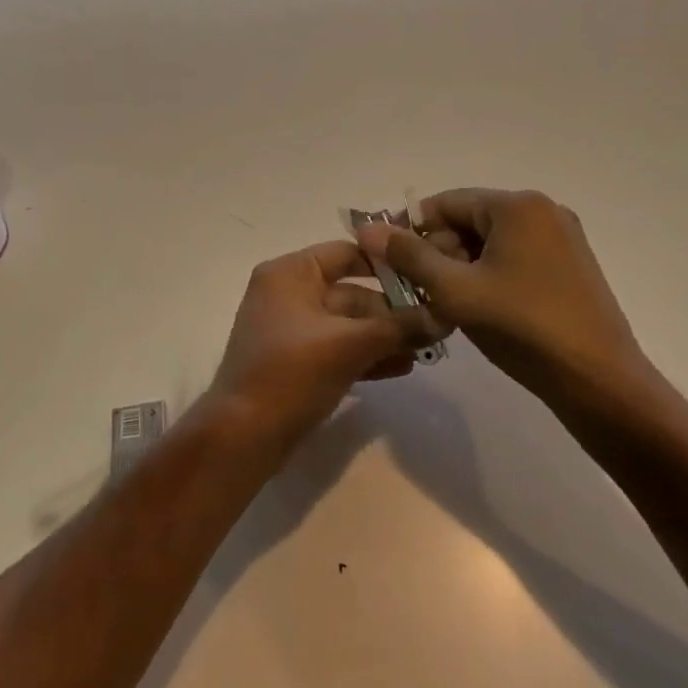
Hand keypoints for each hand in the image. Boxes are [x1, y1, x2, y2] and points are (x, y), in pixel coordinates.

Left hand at [207, 240, 440, 443]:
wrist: (244, 434)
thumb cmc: (292, 372)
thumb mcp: (349, 344)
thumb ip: (397, 327)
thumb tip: (444, 316)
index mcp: (290, 273)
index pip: (346, 252)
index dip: (386, 263)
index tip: (426, 276)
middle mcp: (287, 293)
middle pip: (350, 291)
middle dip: (392, 310)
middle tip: (435, 324)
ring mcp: (290, 329)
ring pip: (346, 323)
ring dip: (384, 336)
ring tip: (426, 349)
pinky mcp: (295, 361)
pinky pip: (337, 347)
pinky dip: (365, 354)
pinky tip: (402, 367)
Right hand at [355, 189, 666, 416]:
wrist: (599, 382)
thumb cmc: (522, 328)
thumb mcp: (455, 291)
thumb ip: (409, 256)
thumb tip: (367, 228)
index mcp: (517, 206)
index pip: (446, 202)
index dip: (411, 229)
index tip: (388, 260)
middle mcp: (543, 211)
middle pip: (470, 220)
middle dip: (438, 251)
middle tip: (419, 291)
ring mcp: (562, 238)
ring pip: (491, 242)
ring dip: (461, 267)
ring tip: (447, 305)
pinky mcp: (571, 266)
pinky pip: (516, 257)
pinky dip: (489, 275)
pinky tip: (481, 309)